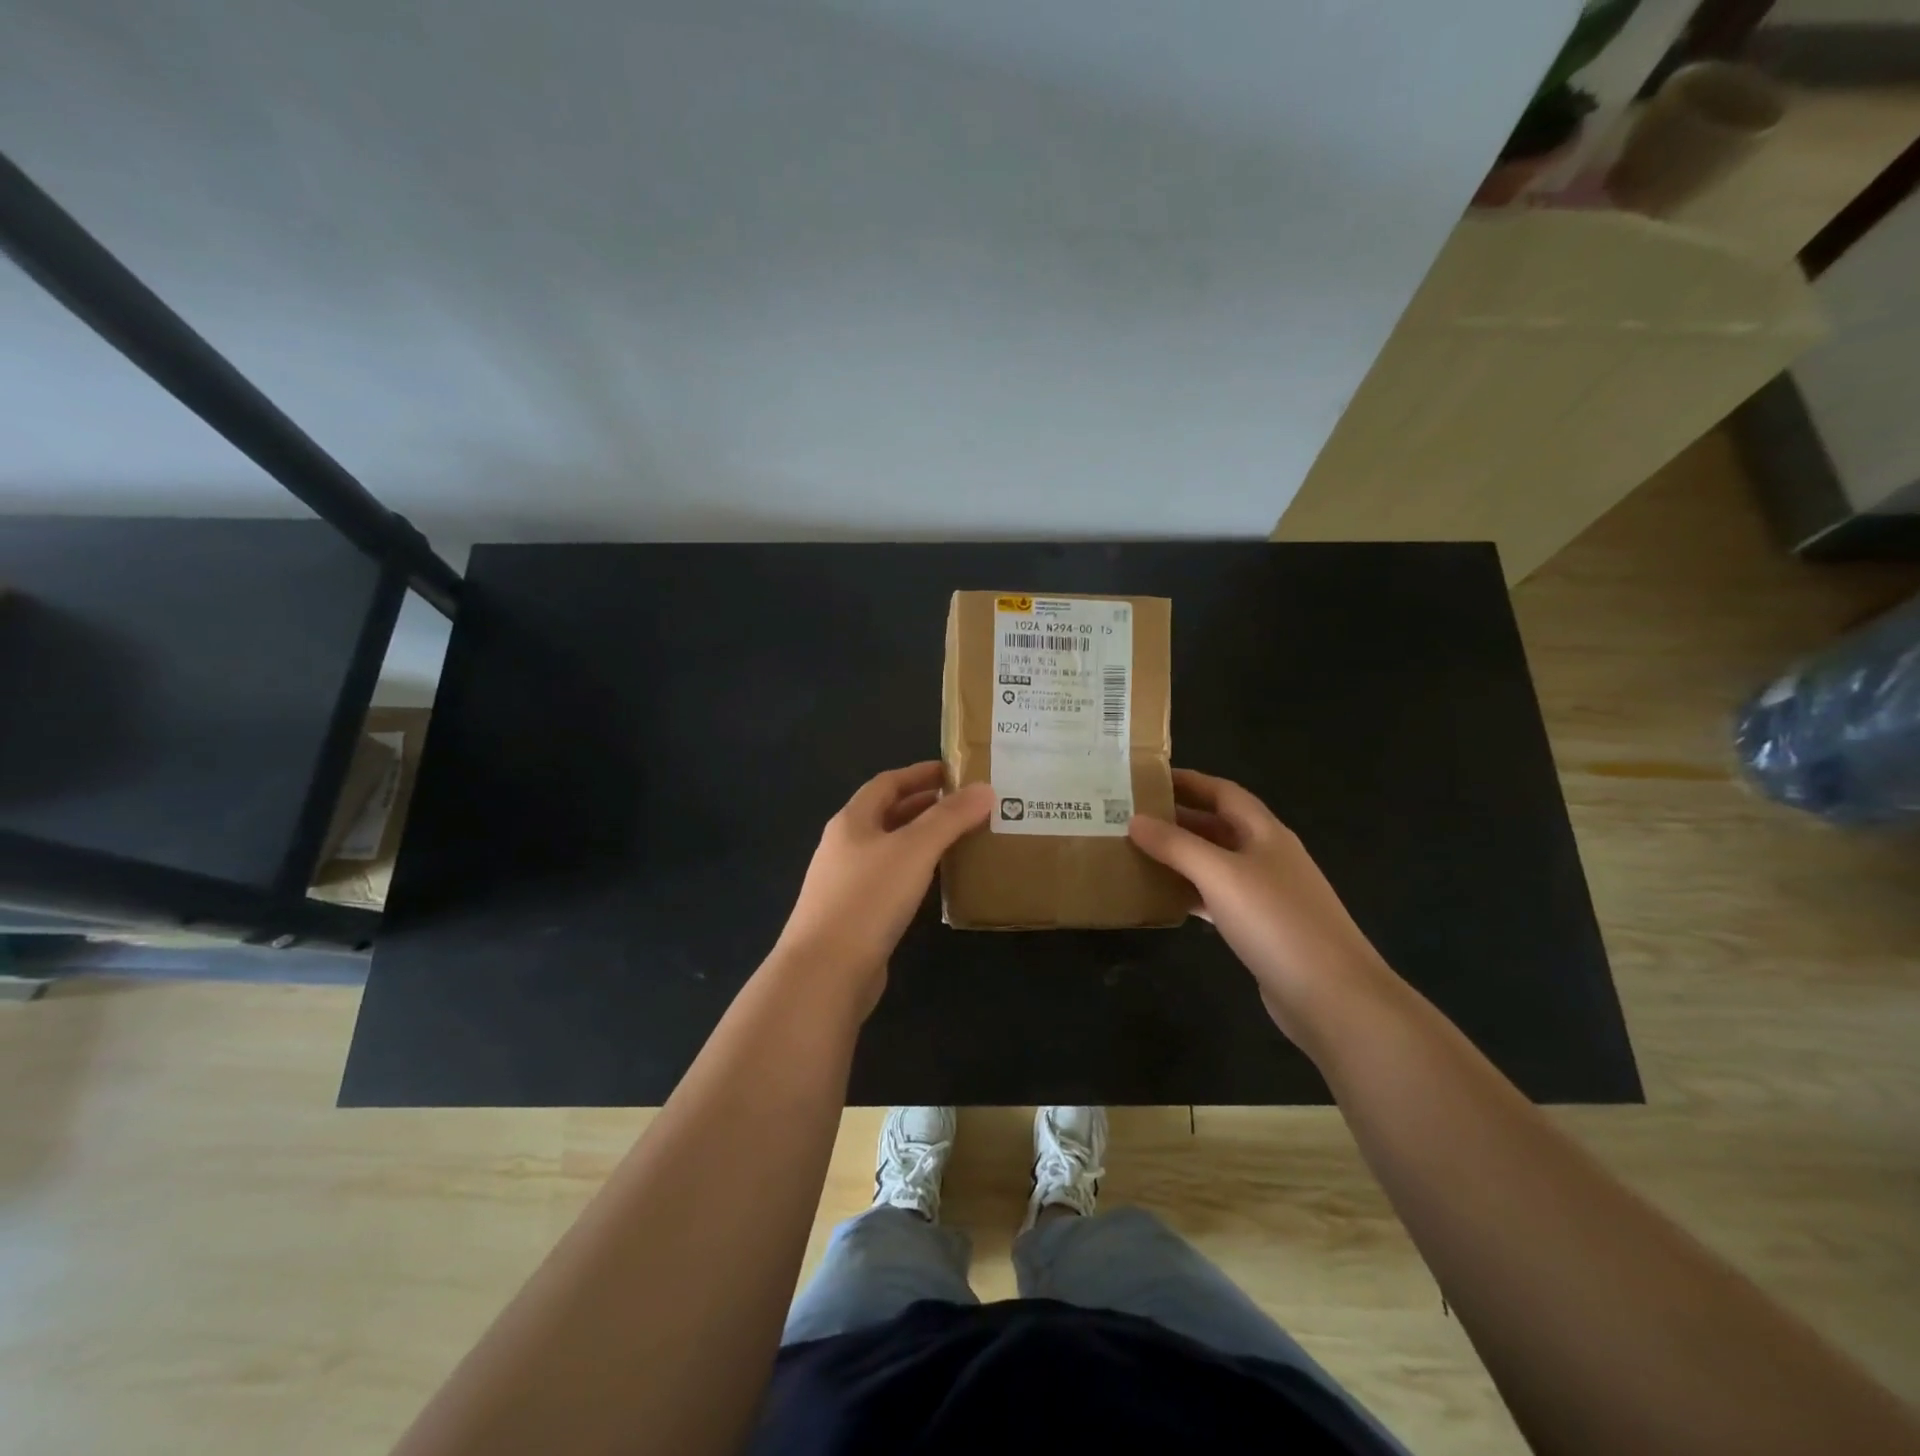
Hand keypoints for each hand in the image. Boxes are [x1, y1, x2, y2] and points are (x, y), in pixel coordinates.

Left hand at [773, 762, 993, 1014]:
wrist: (825, 971)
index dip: (920, 773)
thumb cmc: (868, 898)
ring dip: (922, 839)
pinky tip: (938, 881)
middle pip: (887, 814)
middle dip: (925, 806)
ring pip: (890, 849)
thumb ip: (950, 818)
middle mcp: (845, 846)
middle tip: (966, 804)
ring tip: (961, 838)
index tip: (955, 771)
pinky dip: (916, 871)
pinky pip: (891, 879)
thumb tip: (985, 788)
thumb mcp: (914, 849)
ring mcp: (847, 882)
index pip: (887, 783)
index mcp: (852, 821)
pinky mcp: (856, 915)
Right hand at [1128, 769, 1397, 1048]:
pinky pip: (1218, 898)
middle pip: (1218, 826)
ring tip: (1138, 853)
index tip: (1147, 779)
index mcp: (1265, 832)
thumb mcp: (1220, 875)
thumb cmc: (1276, 921)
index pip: (1223, 792)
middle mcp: (1268, 856)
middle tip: (1131, 817)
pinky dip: (1192, 893)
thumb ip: (1176, 845)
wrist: (1333, 996)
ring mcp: (1267, 894)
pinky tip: (1164, 899)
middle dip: (1178, 818)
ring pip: (1216, 863)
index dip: (1188, 781)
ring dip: (1182, 857)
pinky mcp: (1262, 929)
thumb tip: (1135, 820)